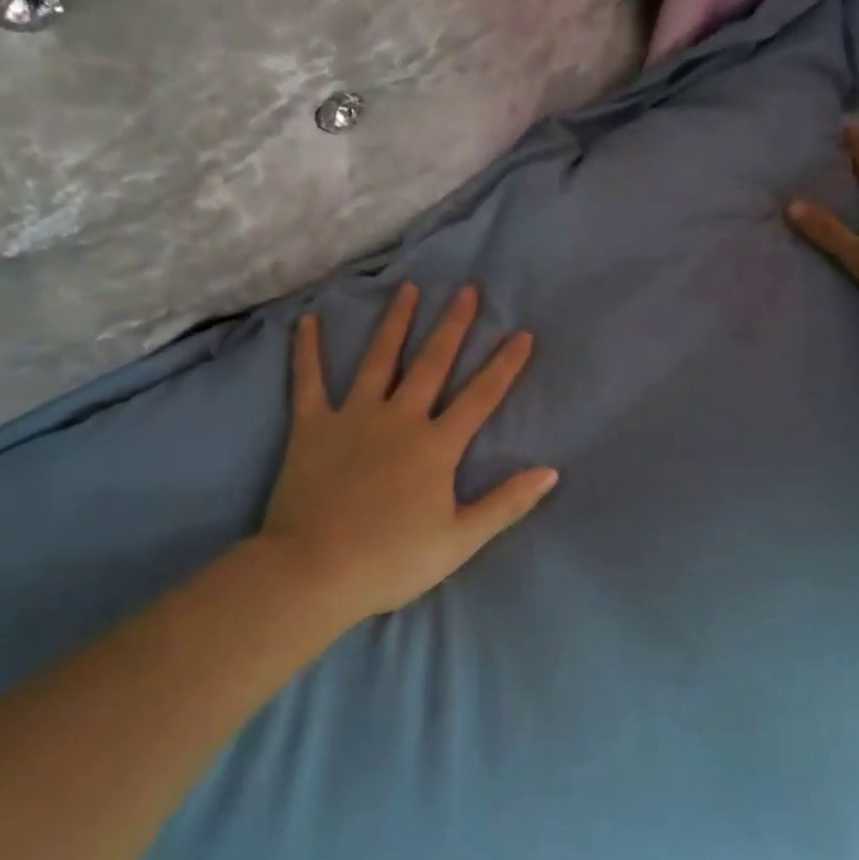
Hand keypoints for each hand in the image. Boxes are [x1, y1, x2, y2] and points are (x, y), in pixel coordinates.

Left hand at [255, 283, 557, 622]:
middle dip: (454, 324)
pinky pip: (309, 380)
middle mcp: (399, 418)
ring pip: (380, 358)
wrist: (314, 571)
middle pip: (433, 362)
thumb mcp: (460, 540)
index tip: (523, 333)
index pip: (480, 397)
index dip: (505, 364)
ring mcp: (353, 416)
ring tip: (409, 287)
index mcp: (436, 445)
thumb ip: (506, 503)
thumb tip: (551, 472)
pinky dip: (307, 350)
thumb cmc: (391, 561)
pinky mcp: (312, 425)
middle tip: (467, 290)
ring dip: (396, 321)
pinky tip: (307, 320)